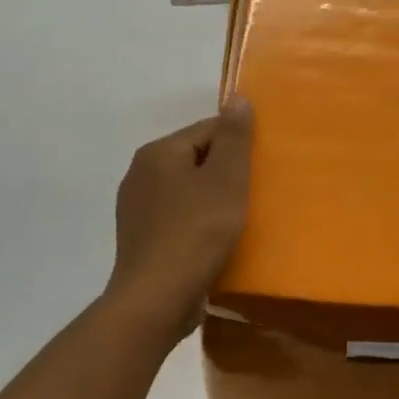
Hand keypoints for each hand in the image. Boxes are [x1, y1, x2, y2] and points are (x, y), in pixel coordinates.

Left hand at [105, 98, 253, 336]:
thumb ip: (234, 138)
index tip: (262, 167)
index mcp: (158, 153)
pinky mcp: (140, 240)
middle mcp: (140, 174)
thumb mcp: (225, 180)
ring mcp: (136, 209)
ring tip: (240, 220)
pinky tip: (216, 243)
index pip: (207, 131)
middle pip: (195, 160)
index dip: (238, 145)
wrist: (156, 299)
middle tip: (256, 194)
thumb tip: (237, 99)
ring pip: (186, 192)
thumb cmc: (196, 233)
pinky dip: (197, 224)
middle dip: (225, 173)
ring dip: (212, 201)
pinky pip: (177, 220)